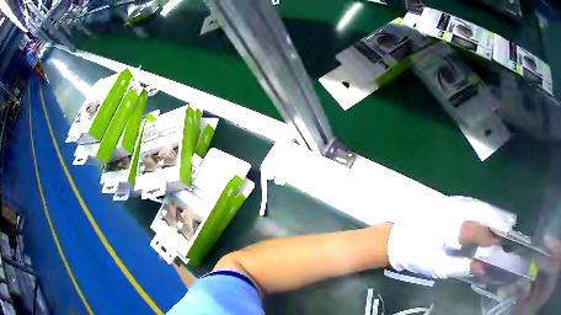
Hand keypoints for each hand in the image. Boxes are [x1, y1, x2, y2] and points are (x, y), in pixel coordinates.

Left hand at [387, 196, 515, 278]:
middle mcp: (455, 212)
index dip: (491, 237)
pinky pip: (473, 203)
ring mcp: (452, 204)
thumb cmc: (417, 255)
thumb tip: (481, 268)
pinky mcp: (449, 201)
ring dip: (493, 212)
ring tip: (505, 221)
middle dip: (498, 220)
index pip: (478, 231)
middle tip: (510, 227)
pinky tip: (489, 215)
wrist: (398, 238)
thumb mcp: (438, 267)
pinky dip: (484, 209)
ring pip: (479, 205)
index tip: (502, 243)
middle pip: (482, 212)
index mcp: (451, 229)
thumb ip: (461, 267)